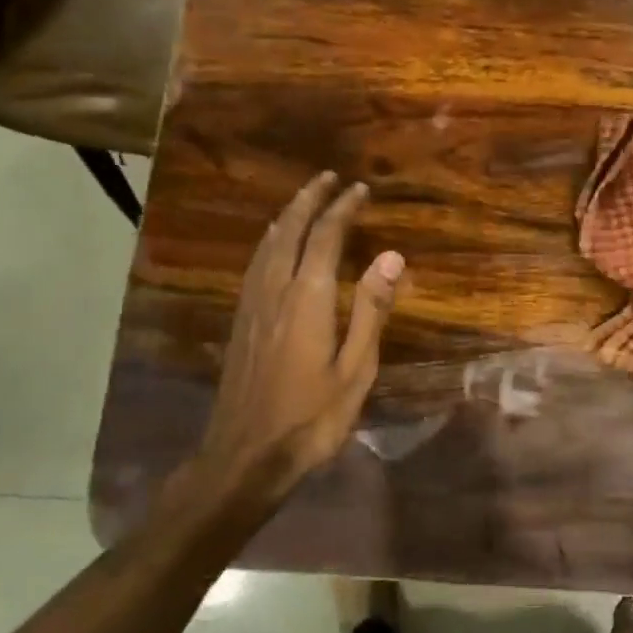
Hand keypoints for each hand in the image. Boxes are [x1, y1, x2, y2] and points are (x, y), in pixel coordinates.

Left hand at [166, 172, 403, 529]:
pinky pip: (255, 265)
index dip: (343, 209)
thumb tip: (391, 256)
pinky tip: (273, 247)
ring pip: (267, 245)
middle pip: (290, 231)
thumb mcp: (355, 369)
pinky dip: (270, 242)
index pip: (326, 238)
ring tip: (303, 200)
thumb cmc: (312, 417)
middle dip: (310, 200)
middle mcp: (275, 291)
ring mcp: (252, 306)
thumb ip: (371, 310)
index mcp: (308, 299)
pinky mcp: (241, 322)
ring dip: (288, 216)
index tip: (360, 189)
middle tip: (329, 178)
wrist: (245, 454)